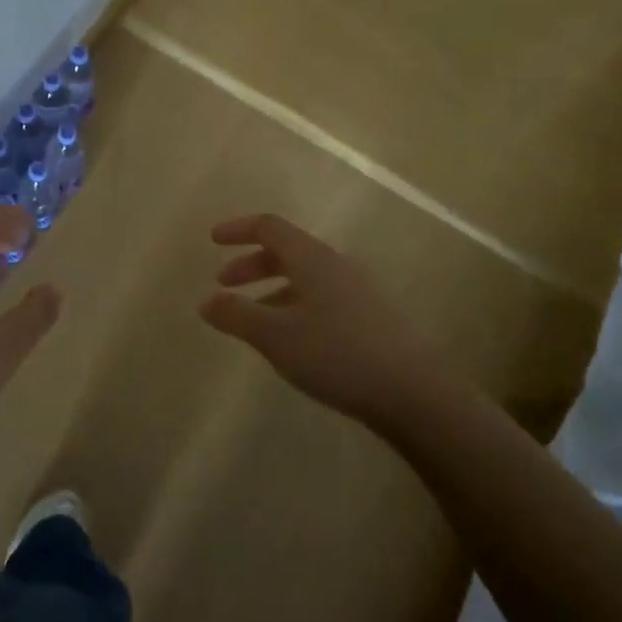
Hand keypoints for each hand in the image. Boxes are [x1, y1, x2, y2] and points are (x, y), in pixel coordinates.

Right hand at [199, 213, 438, 431]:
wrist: (414, 393)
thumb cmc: (338, 355)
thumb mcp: (277, 337)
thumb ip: (237, 315)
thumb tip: (206, 301)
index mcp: (314, 260)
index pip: (271, 228)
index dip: (239, 229)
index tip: (212, 240)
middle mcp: (338, 267)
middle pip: (288, 252)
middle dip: (251, 265)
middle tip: (224, 284)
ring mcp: (359, 293)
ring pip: (305, 279)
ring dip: (272, 289)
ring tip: (252, 319)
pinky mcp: (371, 319)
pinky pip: (321, 300)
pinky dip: (294, 308)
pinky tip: (290, 341)